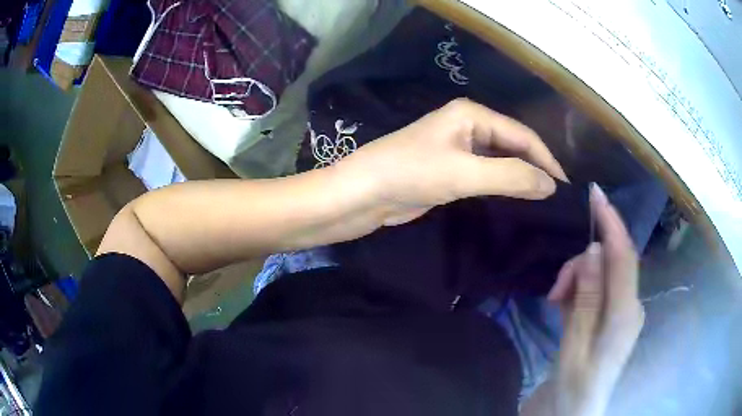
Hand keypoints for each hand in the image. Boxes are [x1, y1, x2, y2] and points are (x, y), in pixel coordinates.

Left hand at [335, 98, 567, 225]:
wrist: (363, 194)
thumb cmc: (410, 173)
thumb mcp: (464, 173)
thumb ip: (511, 176)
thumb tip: (551, 186)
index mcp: (472, 114)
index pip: (522, 135)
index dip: (546, 160)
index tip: (564, 187)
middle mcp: (468, 125)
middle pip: (513, 146)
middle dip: (535, 168)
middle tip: (557, 197)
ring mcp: (459, 148)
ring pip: (501, 161)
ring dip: (520, 178)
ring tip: (543, 201)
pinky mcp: (451, 169)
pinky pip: (487, 174)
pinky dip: (503, 185)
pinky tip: (517, 200)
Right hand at [545, 184, 644, 415]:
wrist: (576, 410)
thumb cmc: (574, 385)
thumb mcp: (573, 346)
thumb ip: (586, 299)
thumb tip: (592, 251)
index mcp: (625, 315)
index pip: (624, 257)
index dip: (612, 222)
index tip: (595, 193)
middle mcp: (631, 306)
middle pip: (611, 263)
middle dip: (582, 264)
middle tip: (555, 290)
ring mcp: (625, 310)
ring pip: (603, 273)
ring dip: (579, 278)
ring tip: (556, 301)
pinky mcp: (616, 314)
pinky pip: (600, 287)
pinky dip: (582, 288)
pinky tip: (565, 304)